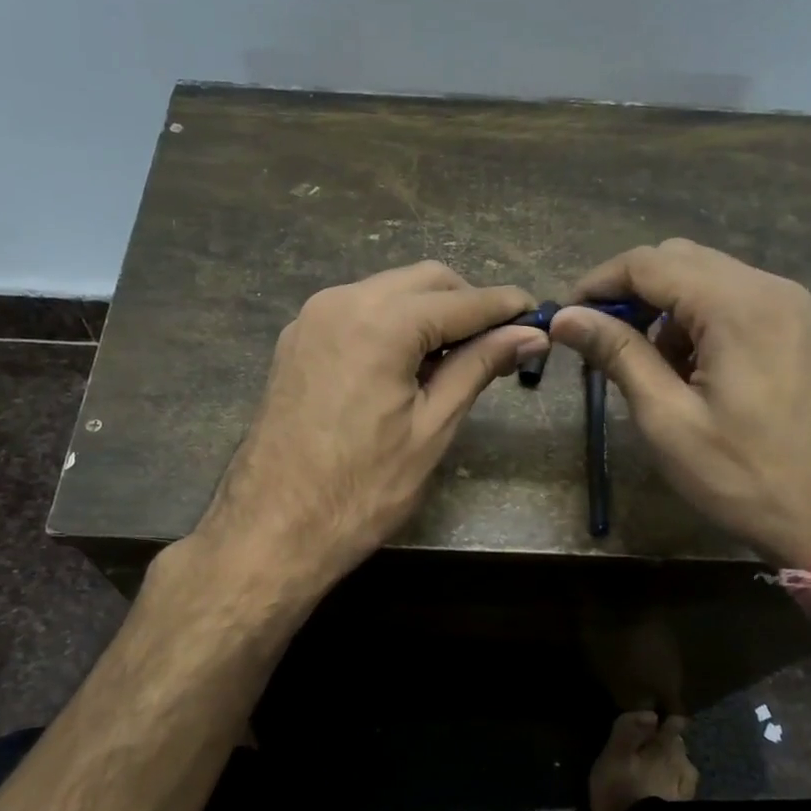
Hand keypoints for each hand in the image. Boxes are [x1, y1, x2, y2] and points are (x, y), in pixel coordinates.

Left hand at [196, 261, 547, 588]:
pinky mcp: (297, 341)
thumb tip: (528, 336)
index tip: (538, 317)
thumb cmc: (361, 489)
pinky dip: (392, 324)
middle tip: (500, 343)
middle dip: (467, 303)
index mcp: (380, 322)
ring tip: (457, 359)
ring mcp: (312, 318)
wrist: (271, 529)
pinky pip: (357, 312)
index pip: (461, 300)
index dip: (505, 307)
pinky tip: (408, 364)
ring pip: (388, 292)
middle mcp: (341, 301)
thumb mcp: (431, 428)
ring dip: (429, 312)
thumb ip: (478, 368)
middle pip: (423, 281)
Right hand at [549, 239, 810, 566]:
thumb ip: (618, 355)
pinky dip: (697, 319)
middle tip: (599, 341)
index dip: (598, 283)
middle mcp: (770, 288)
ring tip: (643, 362)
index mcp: (737, 306)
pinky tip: (688, 367)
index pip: (648, 263)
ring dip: (663, 307)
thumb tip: (565, 317)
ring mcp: (792, 307)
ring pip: (707, 278)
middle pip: (679, 259)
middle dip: (630, 292)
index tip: (567, 319)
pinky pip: (735, 301)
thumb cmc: (744, 477)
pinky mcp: (800, 330)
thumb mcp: (668, 419)